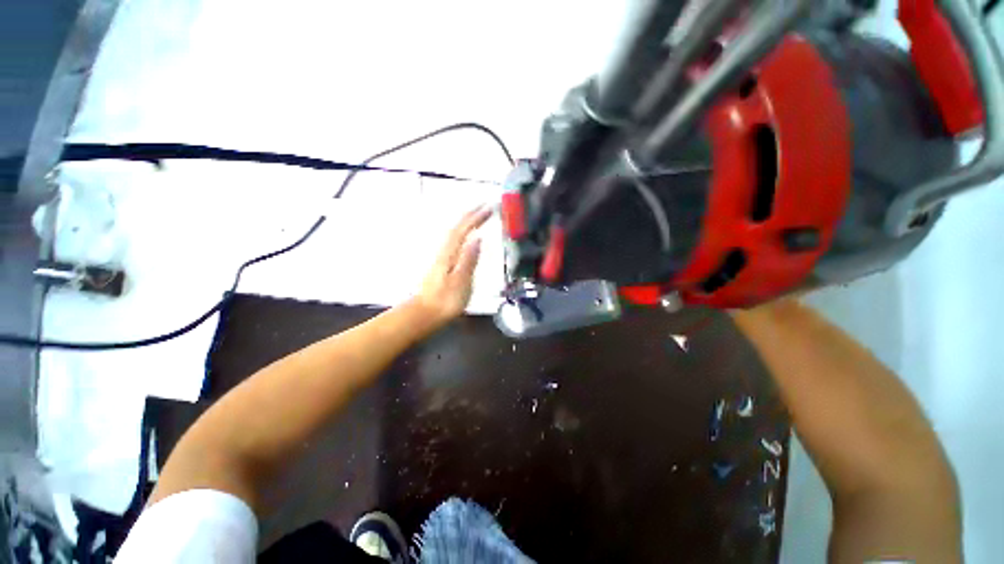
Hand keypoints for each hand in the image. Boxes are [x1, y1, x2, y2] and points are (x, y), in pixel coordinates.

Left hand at [413, 206, 492, 324]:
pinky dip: (462, 233)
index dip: (476, 218)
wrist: (425, 314)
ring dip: (467, 222)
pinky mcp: (443, 265)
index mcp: (450, 254)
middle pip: (457, 228)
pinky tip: (466, 237)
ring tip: (478, 216)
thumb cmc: (445, 301)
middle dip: (471, 215)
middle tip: (486, 206)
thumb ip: (469, 260)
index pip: (463, 230)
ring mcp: (442, 258)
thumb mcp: (461, 282)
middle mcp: (445, 252)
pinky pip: (455, 242)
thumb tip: (478, 238)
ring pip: (455, 234)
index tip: (490, 208)